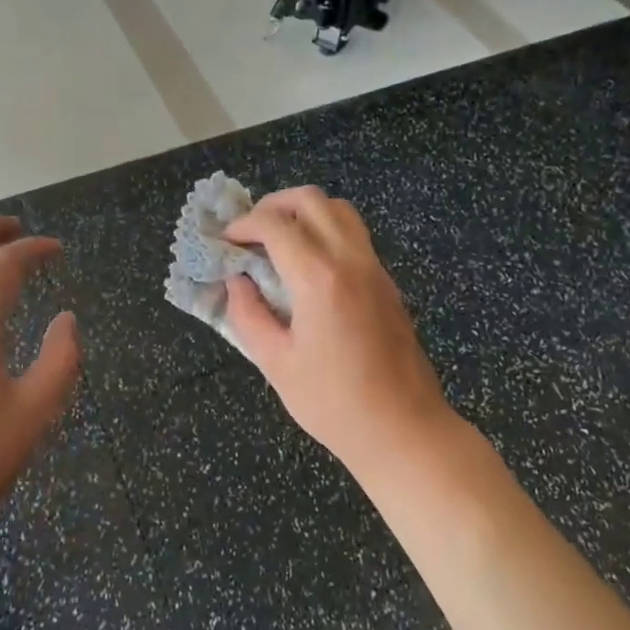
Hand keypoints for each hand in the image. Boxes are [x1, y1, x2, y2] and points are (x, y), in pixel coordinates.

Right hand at [224, 187, 454, 475]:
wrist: (404, 429)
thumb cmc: (334, 403)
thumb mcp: (276, 364)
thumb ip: (248, 315)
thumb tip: (237, 282)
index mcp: (319, 278)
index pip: (275, 225)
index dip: (244, 225)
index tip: (226, 242)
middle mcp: (350, 260)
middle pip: (311, 200)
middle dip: (273, 205)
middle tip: (251, 232)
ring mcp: (374, 268)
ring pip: (339, 210)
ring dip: (304, 212)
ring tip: (279, 241)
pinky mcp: (386, 281)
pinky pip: (354, 234)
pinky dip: (326, 230)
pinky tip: (308, 265)